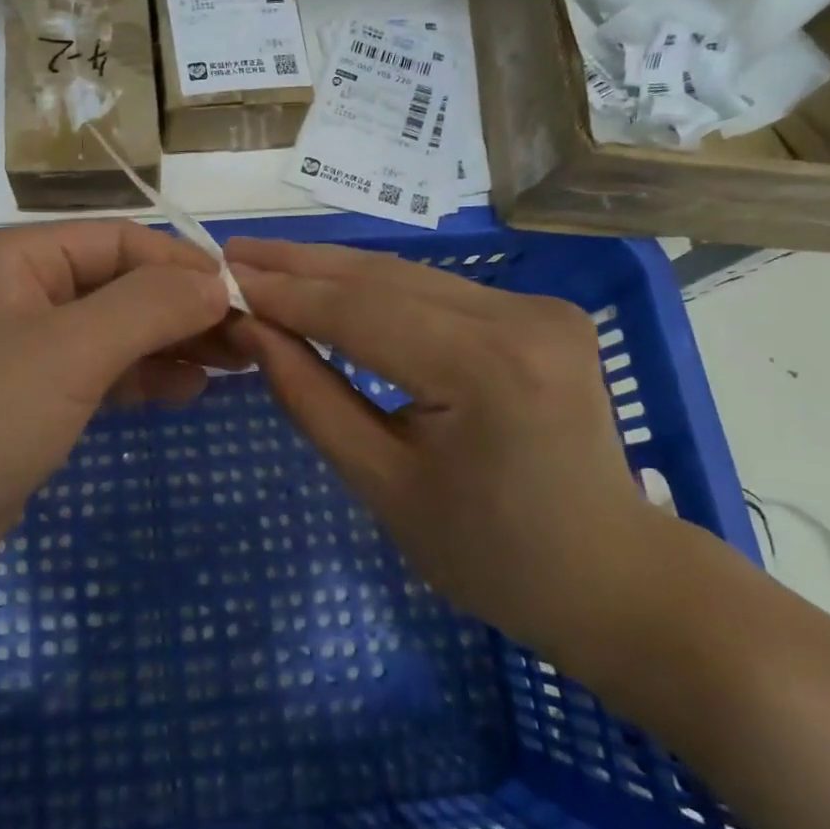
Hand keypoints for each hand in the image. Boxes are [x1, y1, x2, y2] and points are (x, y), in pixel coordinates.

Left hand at [0, 221, 235, 618]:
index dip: (187, 265)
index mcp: (19, 258)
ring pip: (114, 334)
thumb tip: (218, 279)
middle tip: (253, 341)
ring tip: (236, 366)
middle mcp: (20, 295)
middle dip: (185, 309)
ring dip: (171, 345)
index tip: (251, 299)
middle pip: (121, 286)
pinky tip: (188, 392)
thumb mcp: (69, 351)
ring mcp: (22, 354)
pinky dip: (142, 380)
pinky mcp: (27, 406)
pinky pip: (98, 378)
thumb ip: (149, 306)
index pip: (123, 241)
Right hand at [226, 236, 681, 661]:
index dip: (284, 293)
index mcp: (485, 370)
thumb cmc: (487, 554)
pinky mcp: (540, 313)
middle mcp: (520, 318)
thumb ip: (310, 397)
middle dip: (302, 265)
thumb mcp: (380, 483)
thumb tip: (252, 331)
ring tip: (266, 263)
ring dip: (334, 272)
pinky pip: (437, 293)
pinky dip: (376, 291)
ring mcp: (538, 309)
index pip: (359, 312)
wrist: (608, 575)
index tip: (221, 278)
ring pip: (410, 277)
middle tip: (234, 253)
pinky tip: (330, 287)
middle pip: (385, 278)